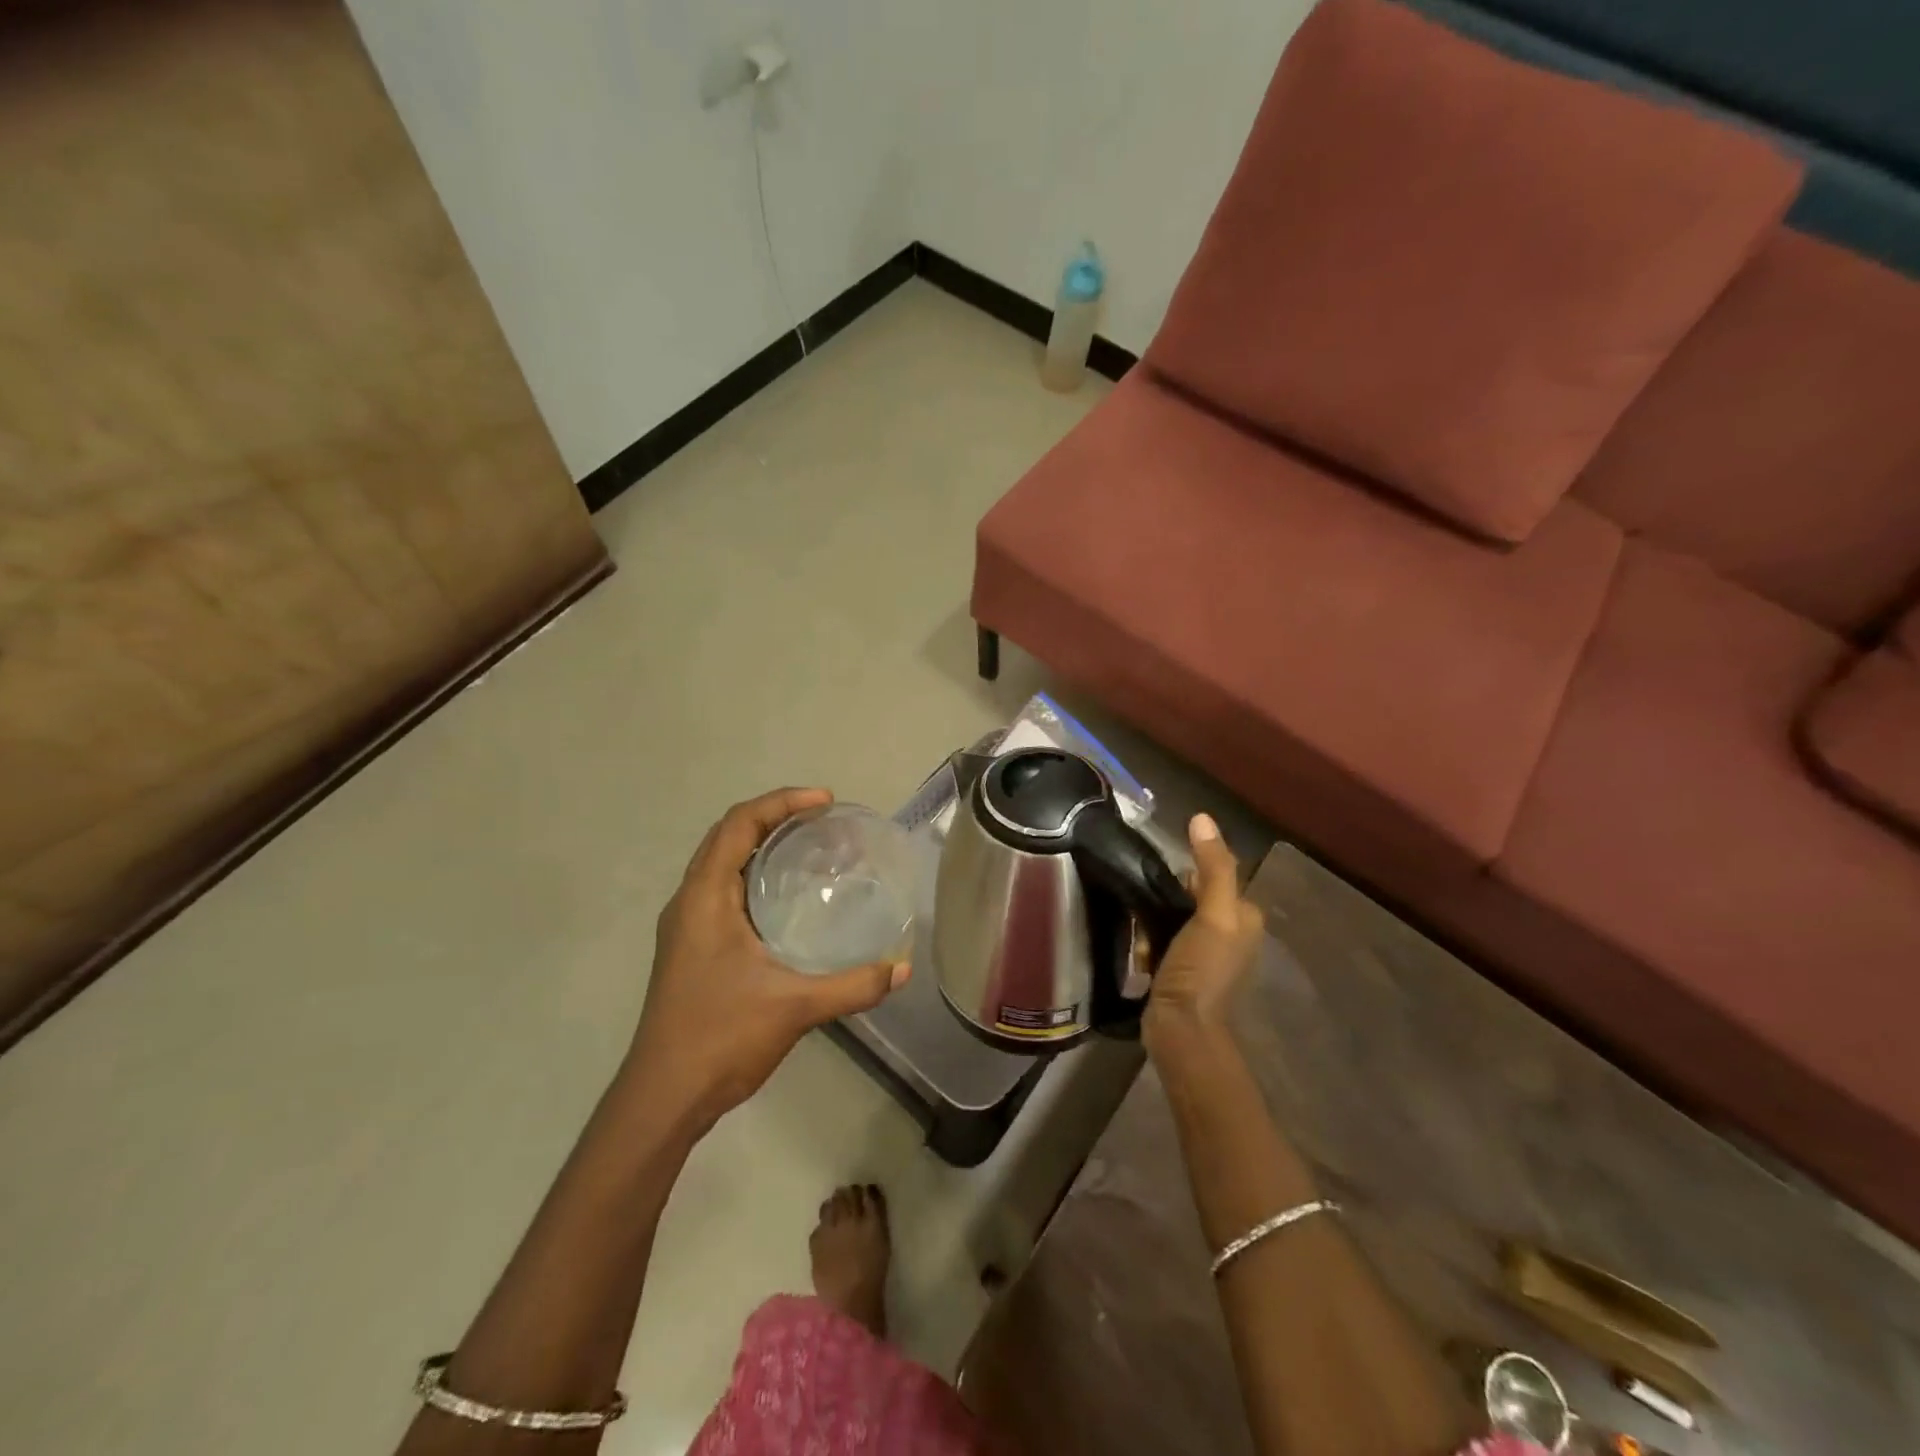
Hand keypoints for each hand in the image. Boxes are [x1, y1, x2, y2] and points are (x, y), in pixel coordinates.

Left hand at [622, 788, 909, 1130]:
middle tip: (822, 818)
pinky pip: (722, 888)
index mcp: (704, 898)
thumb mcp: (794, 1007)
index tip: (825, 802)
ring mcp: (685, 925)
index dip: (782, 802)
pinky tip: (786, 897)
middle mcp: (689, 901)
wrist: (663, 1097)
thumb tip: (902, 969)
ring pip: (721, 861)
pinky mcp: (691, 947)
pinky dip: (753, 872)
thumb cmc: (720, 1039)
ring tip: (808, 845)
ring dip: (760, 842)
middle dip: (774, 815)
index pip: (739, 824)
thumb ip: (852, 986)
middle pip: (728, 835)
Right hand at [1143, 814, 1263, 1056]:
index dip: (1184, 875)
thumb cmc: (1201, 970)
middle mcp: (1231, 934)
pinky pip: (1162, 941)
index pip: (1211, 875)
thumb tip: (1202, 818)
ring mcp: (1206, 955)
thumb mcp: (1212, 915)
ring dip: (1152, 923)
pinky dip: (1149, 944)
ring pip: (1172, 918)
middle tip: (1147, 915)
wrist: (1181, 1030)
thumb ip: (1212, 868)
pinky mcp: (1184, 971)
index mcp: (1244, 917)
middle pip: (1189, 896)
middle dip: (1163, 901)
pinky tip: (1141, 955)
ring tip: (1141, 937)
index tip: (1160, 884)